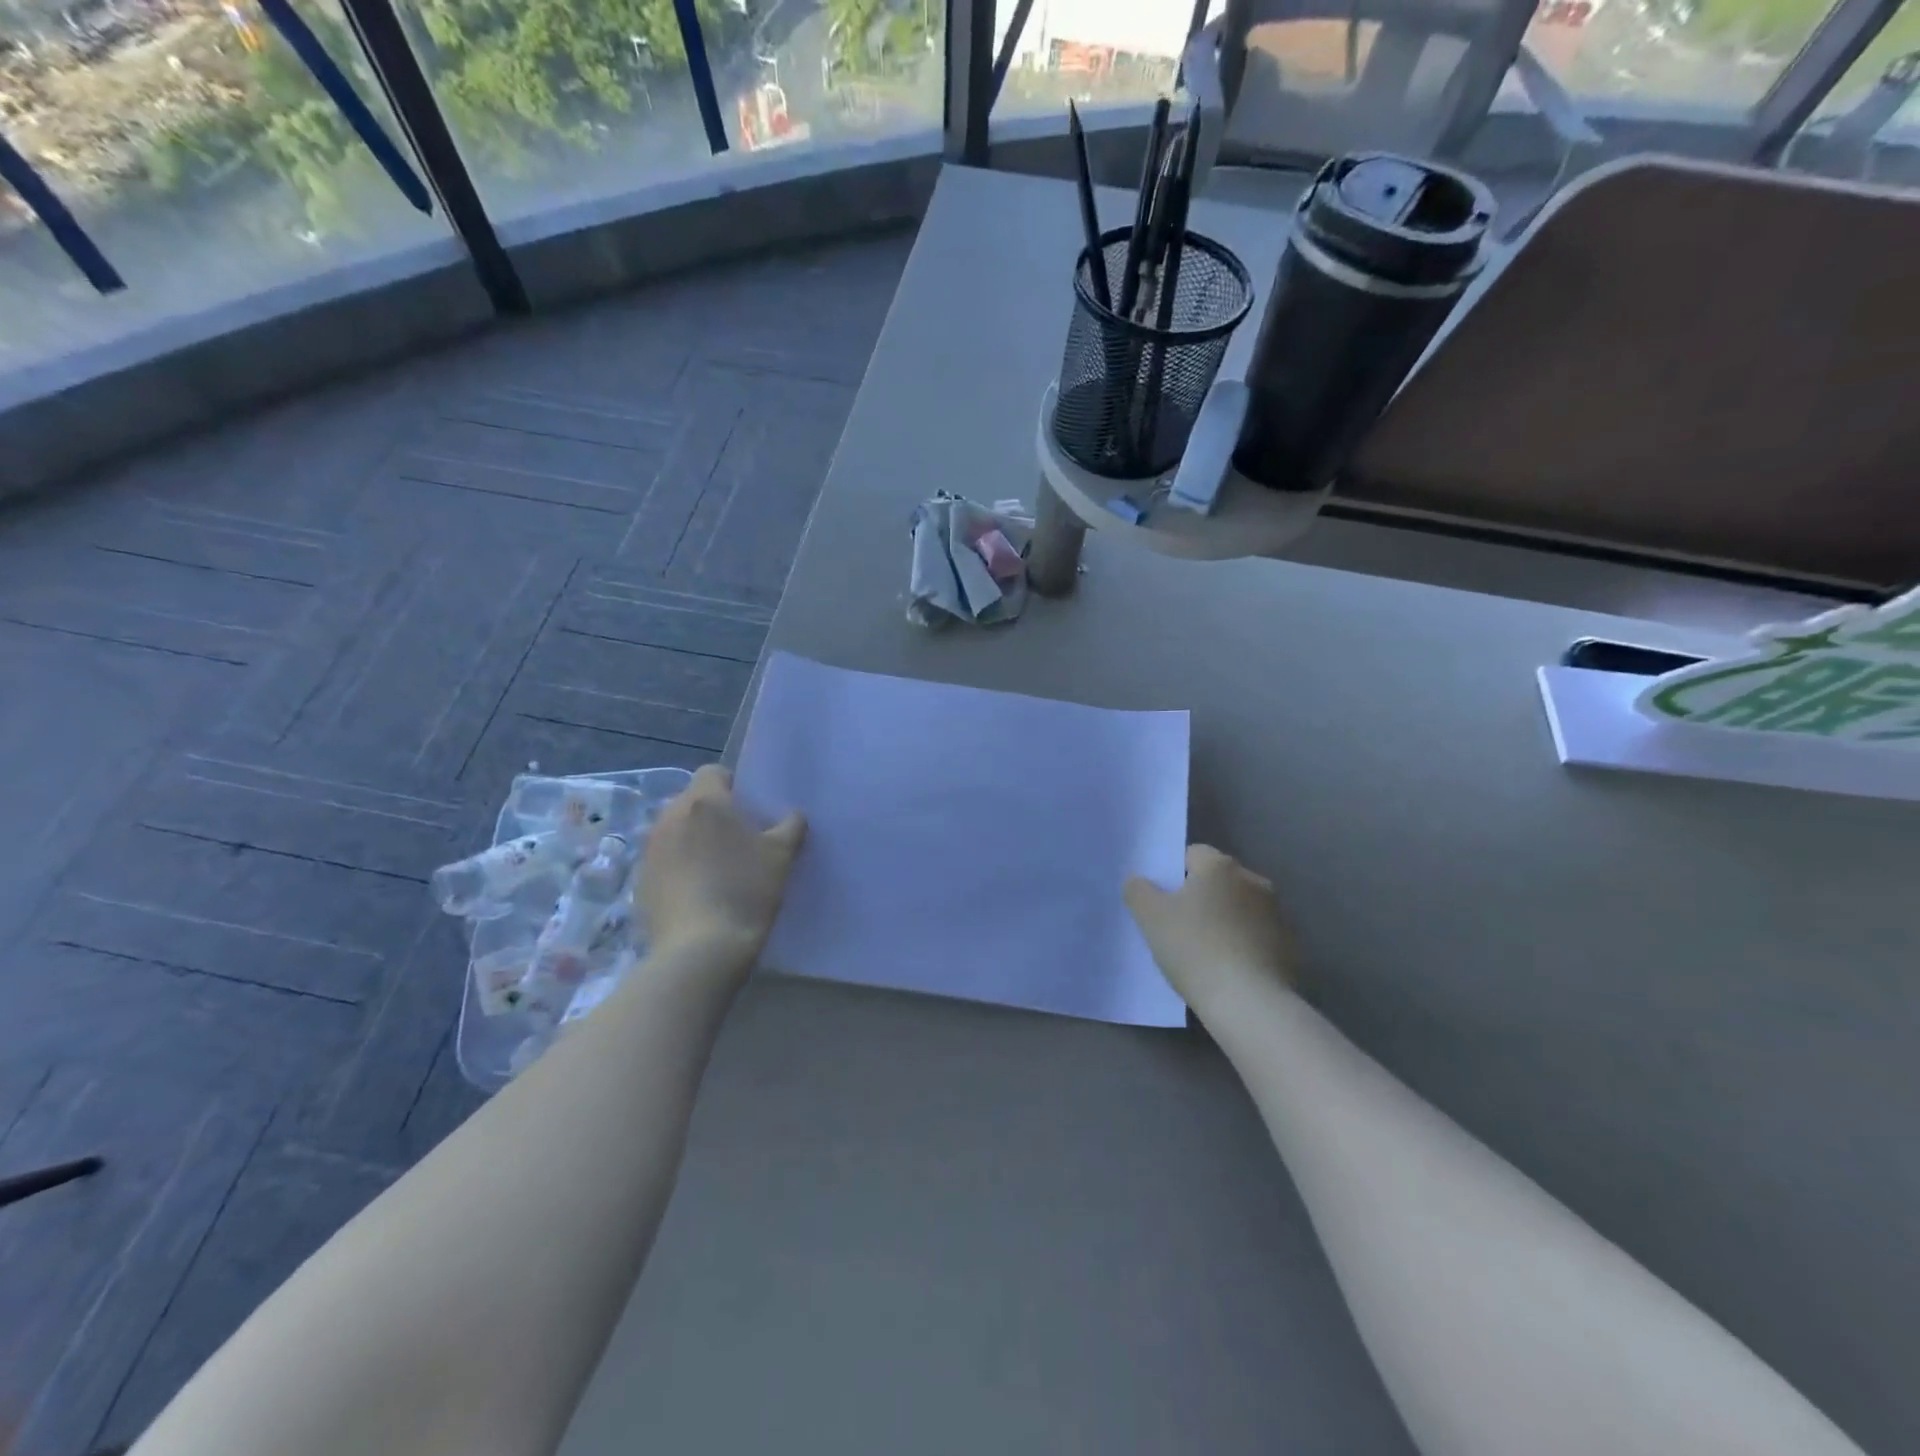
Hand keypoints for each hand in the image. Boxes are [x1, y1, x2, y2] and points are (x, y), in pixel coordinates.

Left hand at [639, 765, 805, 960]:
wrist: (701, 950)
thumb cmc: (746, 890)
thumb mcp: (782, 856)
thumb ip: (791, 826)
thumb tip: (793, 816)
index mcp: (705, 802)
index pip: (713, 772)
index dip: (734, 786)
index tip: (750, 811)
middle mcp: (670, 816)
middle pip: (692, 801)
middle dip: (713, 815)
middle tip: (739, 841)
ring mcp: (650, 849)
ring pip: (675, 831)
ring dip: (693, 840)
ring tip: (717, 869)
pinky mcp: (640, 880)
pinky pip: (664, 860)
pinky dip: (679, 868)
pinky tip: (698, 894)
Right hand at [1125, 845, 1296, 1007]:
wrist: (1248, 1002)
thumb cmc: (1194, 948)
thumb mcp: (1150, 917)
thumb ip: (1138, 890)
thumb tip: (1138, 880)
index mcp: (1220, 866)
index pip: (1192, 854)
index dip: (1174, 875)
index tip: (1163, 903)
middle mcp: (1253, 880)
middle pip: (1218, 880)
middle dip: (1201, 896)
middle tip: (1179, 926)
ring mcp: (1277, 912)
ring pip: (1240, 907)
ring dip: (1225, 919)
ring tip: (1205, 951)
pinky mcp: (1290, 945)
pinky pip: (1257, 935)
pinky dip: (1244, 944)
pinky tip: (1229, 968)